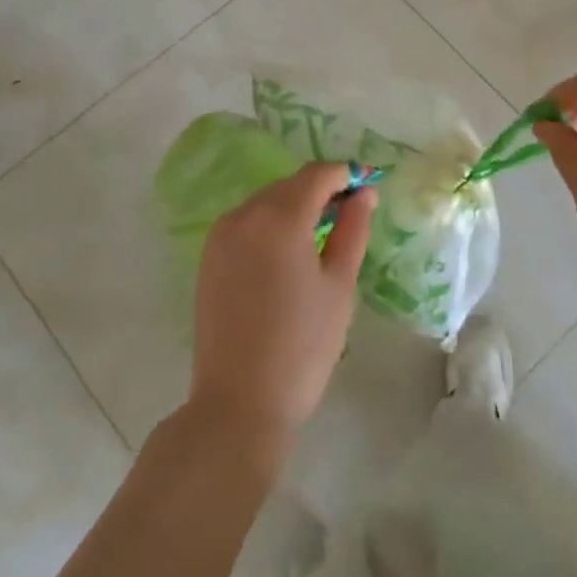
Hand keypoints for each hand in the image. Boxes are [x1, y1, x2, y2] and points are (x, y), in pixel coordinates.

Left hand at [187, 163, 376, 461]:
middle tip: (350, 214)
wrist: (239, 402)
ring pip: (266, 201)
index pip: (317, 175)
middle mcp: (244, 215)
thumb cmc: (303, 346)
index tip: (368, 187)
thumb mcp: (339, 286)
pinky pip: (247, 222)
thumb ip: (353, 230)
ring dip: (295, 206)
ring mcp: (220, 235)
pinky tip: (287, 253)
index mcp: (279, 218)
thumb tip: (364, 193)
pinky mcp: (208, 256)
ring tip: (321, 236)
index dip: (346, 175)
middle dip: (321, 190)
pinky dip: (270, 224)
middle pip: (289, 185)